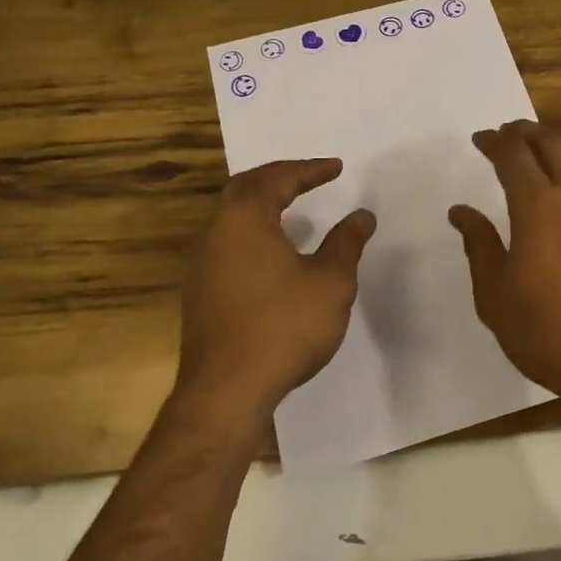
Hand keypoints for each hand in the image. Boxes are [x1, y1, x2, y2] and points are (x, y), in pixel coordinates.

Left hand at [177, 158, 375, 417]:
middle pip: (246, 189)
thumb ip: (346, 243)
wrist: (226, 392)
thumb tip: (361, 216)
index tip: (336, 168)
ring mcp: (201, 263)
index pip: (277, 178)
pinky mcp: (199, 291)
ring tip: (293, 207)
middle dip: (280, 178)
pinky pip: (227, 242)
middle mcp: (215, 232)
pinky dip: (253, 231)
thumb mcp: (330, 281)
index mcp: (243, 218)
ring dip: (262, 205)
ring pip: (231, 216)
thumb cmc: (282, 327)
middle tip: (310, 177)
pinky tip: (272, 252)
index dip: (309, 170)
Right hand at [449, 120, 560, 417]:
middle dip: (524, 132)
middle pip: (551, 141)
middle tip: (508, 136)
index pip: (513, 154)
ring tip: (546, 149)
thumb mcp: (496, 297)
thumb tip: (461, 211)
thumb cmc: (550, 335)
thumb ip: (479, 246)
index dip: (494, 141)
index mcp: (538, 207)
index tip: (481, 140)